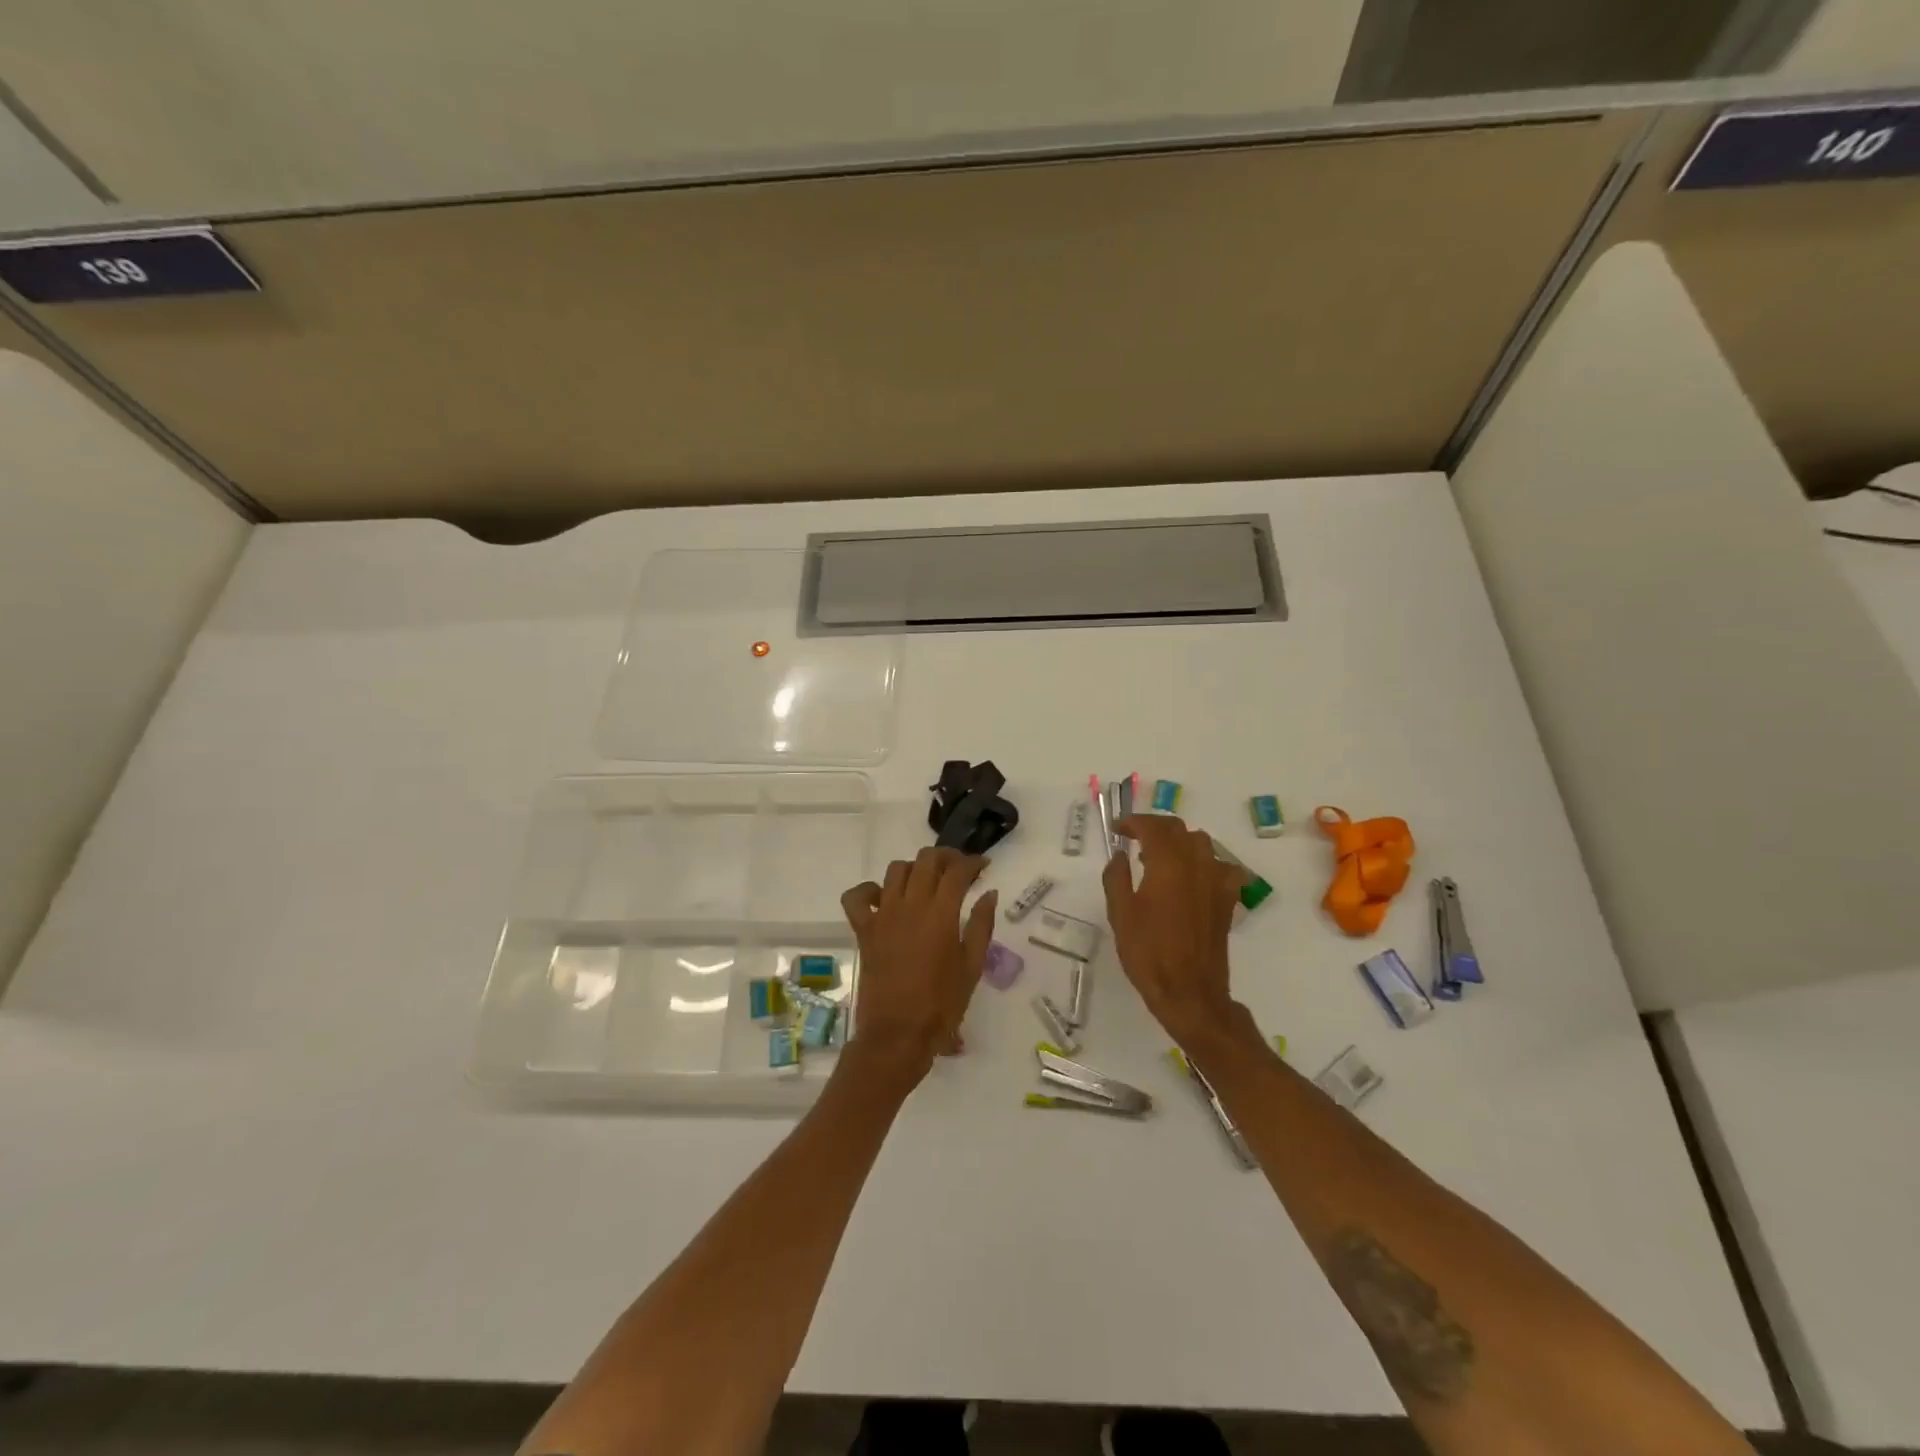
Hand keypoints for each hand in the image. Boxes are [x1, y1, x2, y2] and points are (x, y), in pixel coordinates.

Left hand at [840, 847, 995, 1085]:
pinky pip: (857, 897)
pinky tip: (884, 899)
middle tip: (958, 870)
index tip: (982, 866)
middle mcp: (910, 905)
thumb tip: (988, 893)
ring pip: (895, 870)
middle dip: (946, 857)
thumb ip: (982, 925)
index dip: (972, 862)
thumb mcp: (972, 967)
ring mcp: (882, 915)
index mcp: (941, 914)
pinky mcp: (863, 929)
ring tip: (926, 882)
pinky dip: (869, 890)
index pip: (957, 871)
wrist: (897, 1035)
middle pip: (926, 860)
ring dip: (914, 869)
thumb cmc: (942, 1005)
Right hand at [1102, 814, 1246, 1043]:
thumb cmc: (1148, 952)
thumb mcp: (1120, 914)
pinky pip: (1221, 867)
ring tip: (1160, 858)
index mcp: (1168, 864)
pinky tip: (1193, 878)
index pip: (1152, 827)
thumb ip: (1117, 877)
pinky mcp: (1227, 900)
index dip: (1133, 822)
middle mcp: (1197, 864)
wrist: (1189, 992)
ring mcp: (1217, 881)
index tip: (1118, 829)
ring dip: (1179, 842)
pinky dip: (1204, 863)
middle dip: (1155, 827)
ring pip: (1201, 844)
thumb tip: (1120, 855)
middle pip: (1178, 829)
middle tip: (1134, 838)